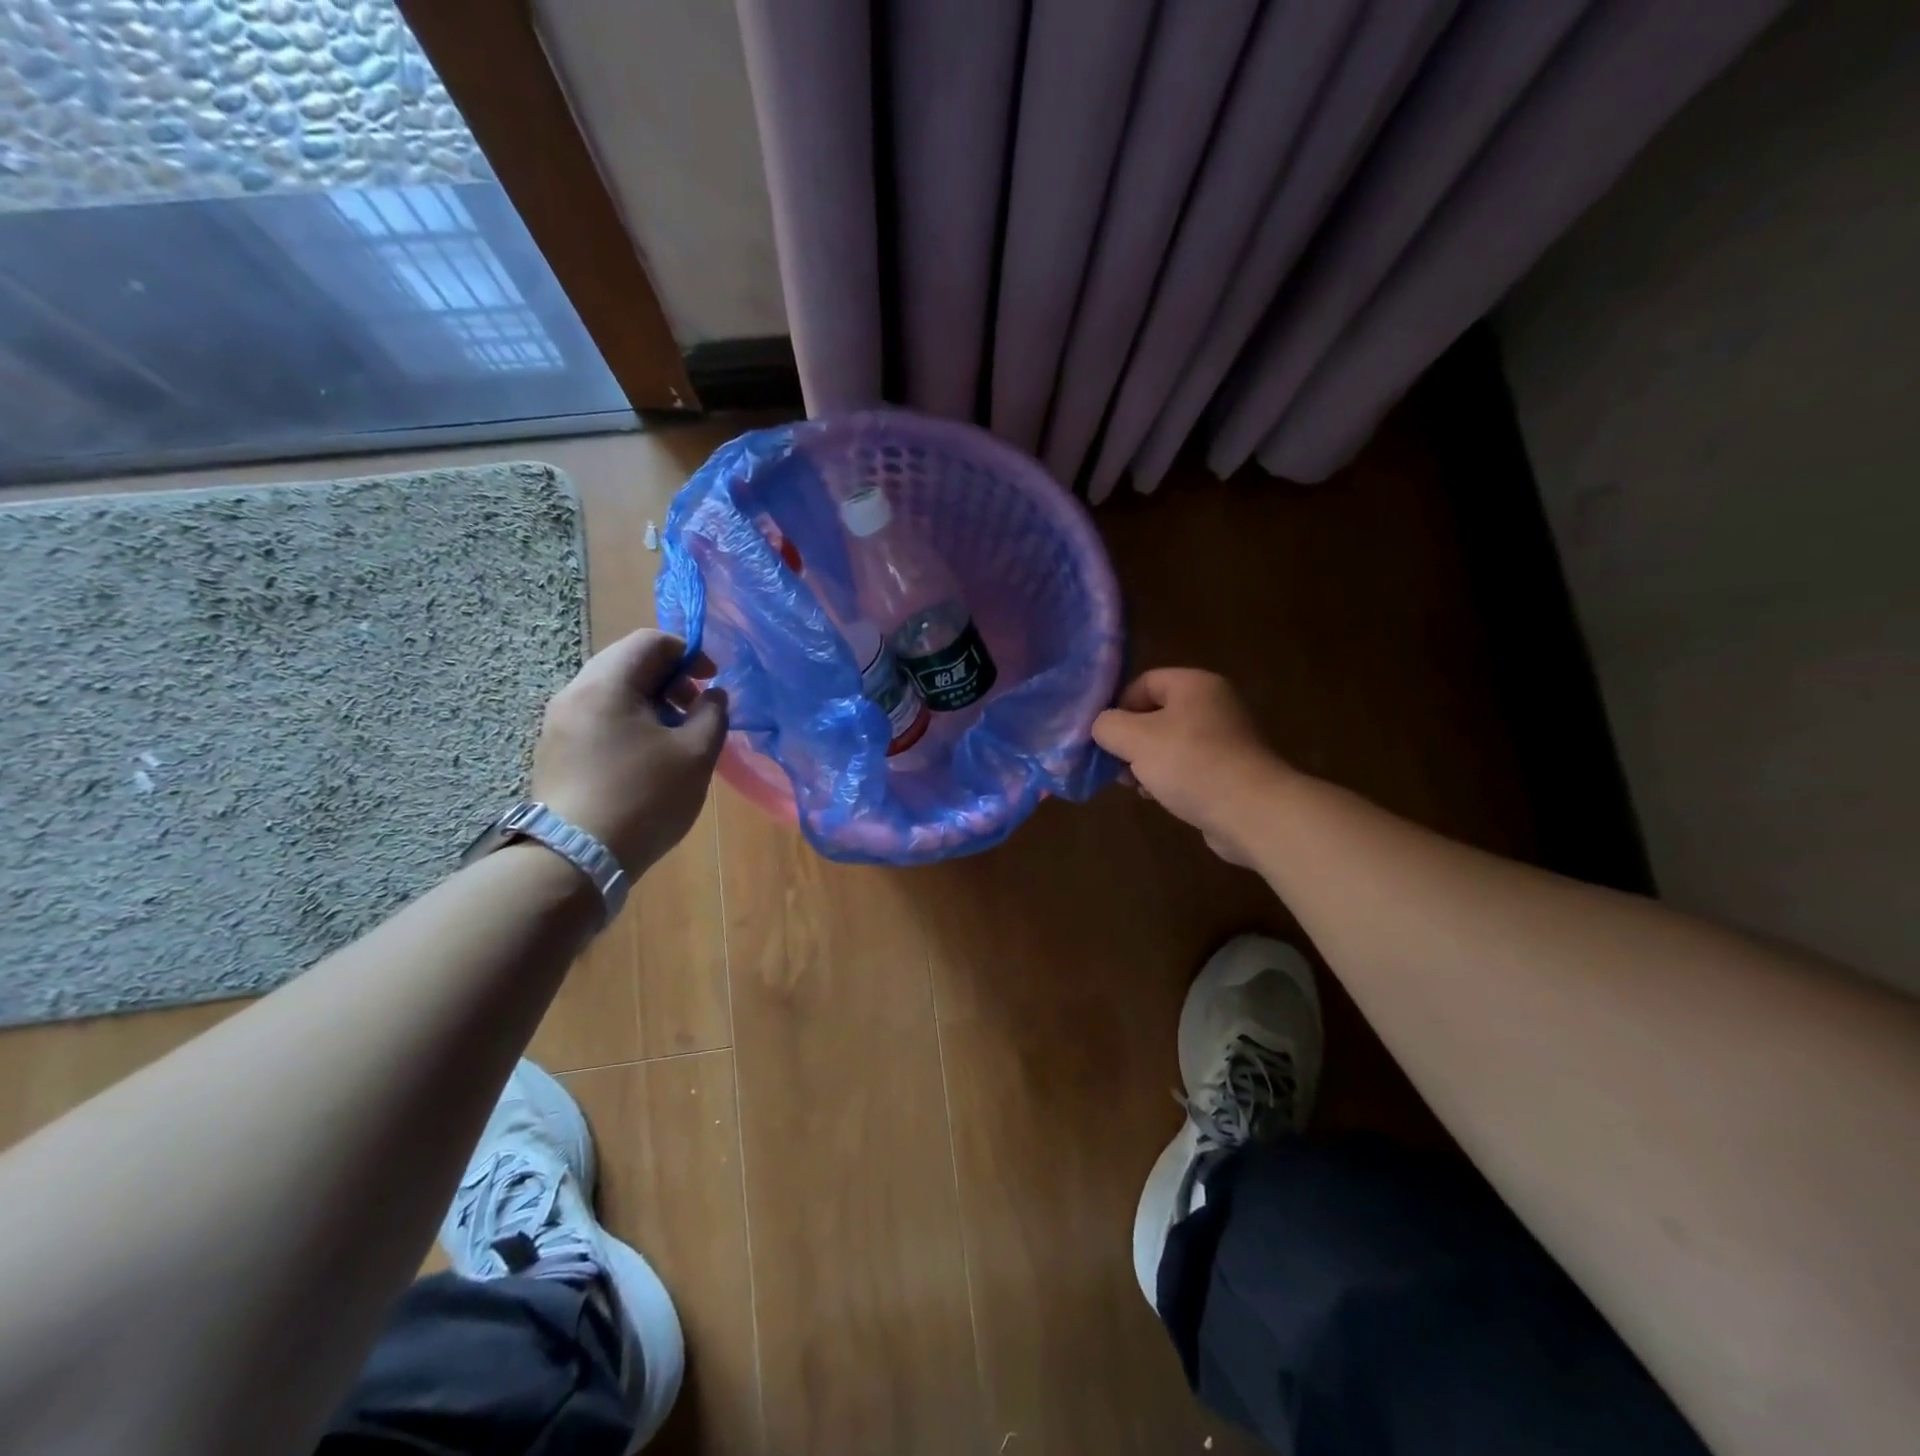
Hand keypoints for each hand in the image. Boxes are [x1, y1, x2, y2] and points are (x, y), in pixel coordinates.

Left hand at [529, 629, 727, 873]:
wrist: (576, 857)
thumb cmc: (644, 798)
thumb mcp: (696, 755)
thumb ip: (712, 714)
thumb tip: (713, 695)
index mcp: (607, 684)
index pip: (650, 641)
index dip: (689, 653)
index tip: (712, 682)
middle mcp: (574, 693)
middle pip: (627, 662)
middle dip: (669, 678)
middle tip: (695, 709)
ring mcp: (558, 724)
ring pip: (611, 692)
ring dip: (649, 702)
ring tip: (674, 738)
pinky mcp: (554, 751)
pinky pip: (597, 717)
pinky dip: (627, 722)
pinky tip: (645, 758)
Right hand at [1092, 669, 1288, 866]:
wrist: (1252, 812)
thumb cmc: (1190, 764)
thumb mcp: (1135, 739)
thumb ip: (1107, 726)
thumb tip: (1101, 727)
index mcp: (1194, 685)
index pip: (1143, 682)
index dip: (1118, 706)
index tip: (1105, 738)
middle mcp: (1213, 704)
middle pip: (1155, 714)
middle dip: (1129, 740)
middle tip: (1115, 765)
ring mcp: (1224, 738)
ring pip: (1169, 743)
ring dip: (1145, 763)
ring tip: (1134, 785)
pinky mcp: (1229, 770)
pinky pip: (1187, 766)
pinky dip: (1168, 778)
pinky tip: (1157, 796)